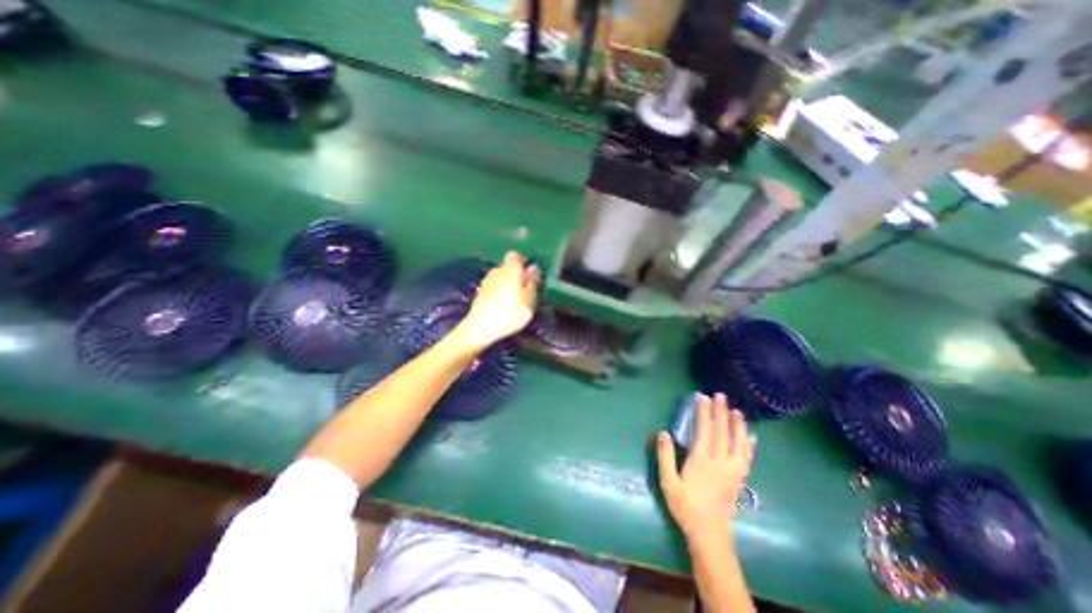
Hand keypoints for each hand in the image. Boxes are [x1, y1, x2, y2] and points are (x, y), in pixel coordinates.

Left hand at [455, 250, 538, 351]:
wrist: (480, 328)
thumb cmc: (510, 313)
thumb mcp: (530, 300)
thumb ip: (532, 282)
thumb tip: (533, 268)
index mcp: (510, 268)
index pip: (516, 255)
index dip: (524, 263)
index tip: (530, 277)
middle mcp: (496, 270)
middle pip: (509, 268)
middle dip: (517, 276)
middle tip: (526, 292)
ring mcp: (486, 282)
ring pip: (501, 279)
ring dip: (508, 287)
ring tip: (515, 303)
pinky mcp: (480, 294)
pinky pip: (494, 289)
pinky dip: (499, 295)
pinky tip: (503, 309)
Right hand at [656, 397, 752, 545]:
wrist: (710, 534)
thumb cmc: (685, 506)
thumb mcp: (668, 482)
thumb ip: (665, 457)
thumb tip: (663, 433)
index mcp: (701, 460)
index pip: (704, 430)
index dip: (703, 412)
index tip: (702, 397)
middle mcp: (720, 462)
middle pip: (722, 432)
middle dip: (721, 412)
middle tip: (720, 395)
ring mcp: (733, 471)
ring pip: (738, 443)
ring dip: (738, 425)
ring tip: (737, 411)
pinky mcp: (740, 479)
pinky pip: (747, 458)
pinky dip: (749, 445)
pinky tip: (750, 437)